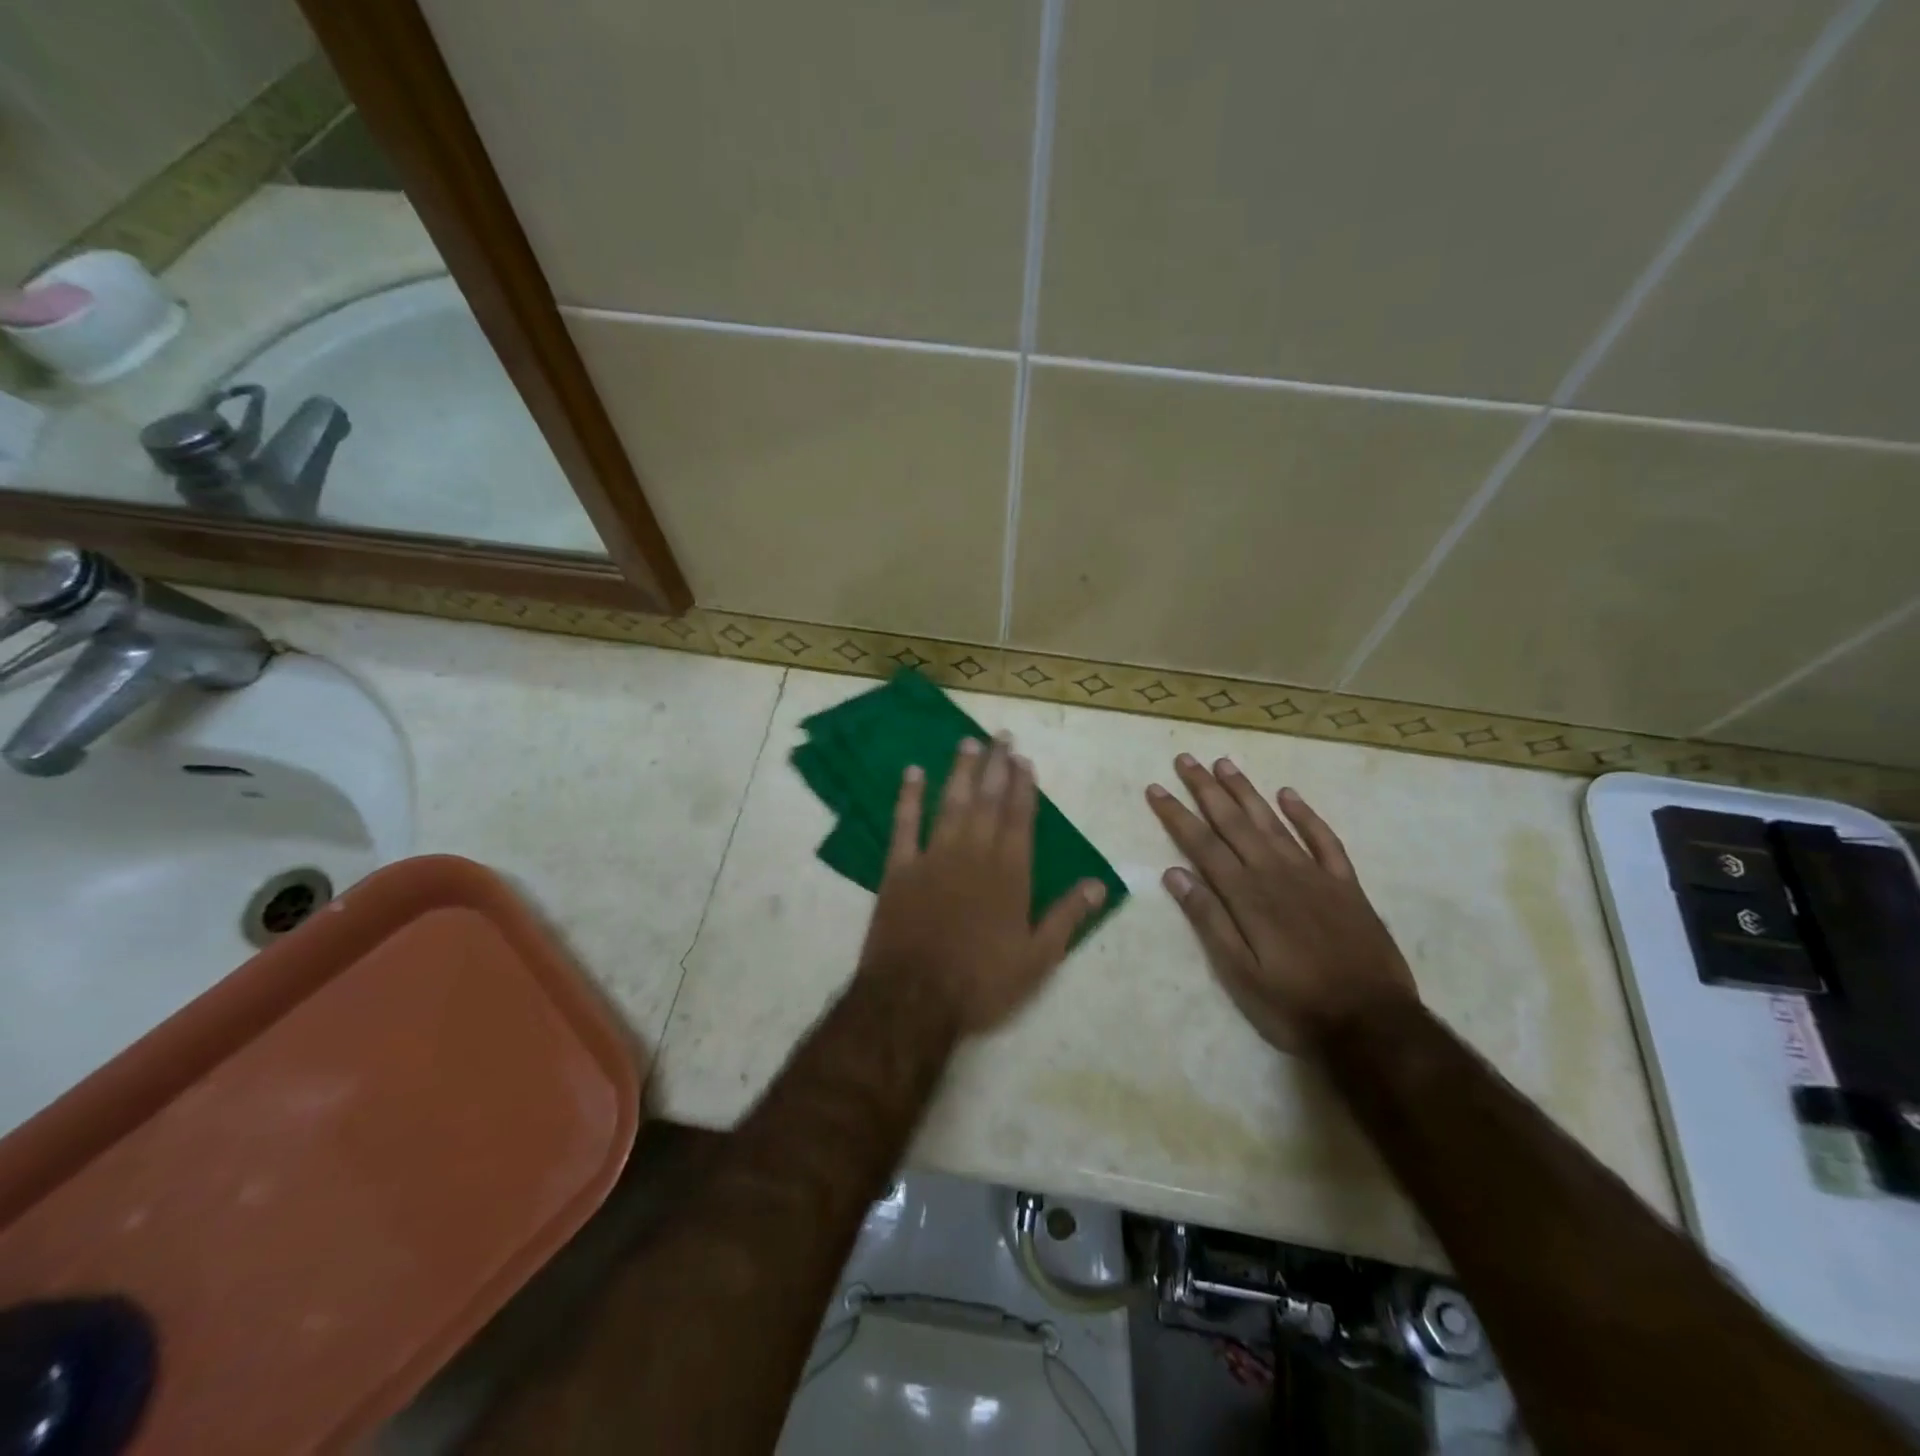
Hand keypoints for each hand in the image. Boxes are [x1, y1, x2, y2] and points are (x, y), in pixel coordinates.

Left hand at [858, 735, 1107, 1035]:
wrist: (914, 998)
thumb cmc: (981, 982)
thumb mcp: (1037, 960)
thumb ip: (1067, 917)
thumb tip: (1098, 883)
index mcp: (1010, 873)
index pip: (1020, 818)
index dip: (1023, 787)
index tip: (1024, 760)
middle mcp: (974, 854)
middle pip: (987, 801)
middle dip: (996, 766)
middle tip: (1000, 736)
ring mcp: (933, 857)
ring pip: (950, 803)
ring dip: (960, 771)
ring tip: (968, 742)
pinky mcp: (899, 868)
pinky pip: (904, 824)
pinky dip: (908, 797)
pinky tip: (913, 772)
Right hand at [1147, 754, 1417, 1050]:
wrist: (1372, 1025)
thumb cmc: (1294, 1005)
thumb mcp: (1239, 973)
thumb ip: (1209, 920)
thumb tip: (1174, 874)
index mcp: (1247, 896)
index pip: (1202, 845)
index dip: (1176, 815)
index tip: (1156, 788)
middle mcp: (1276, 873)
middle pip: (1234, 822)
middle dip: (1206, 789)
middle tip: (1186, 759)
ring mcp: (1314, 875)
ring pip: (1273, 822)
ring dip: (1246, 791)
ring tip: (1224, 764)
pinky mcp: (1345, 885)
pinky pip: (1324, 840)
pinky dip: (1306, 815)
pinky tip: (1289, 795)